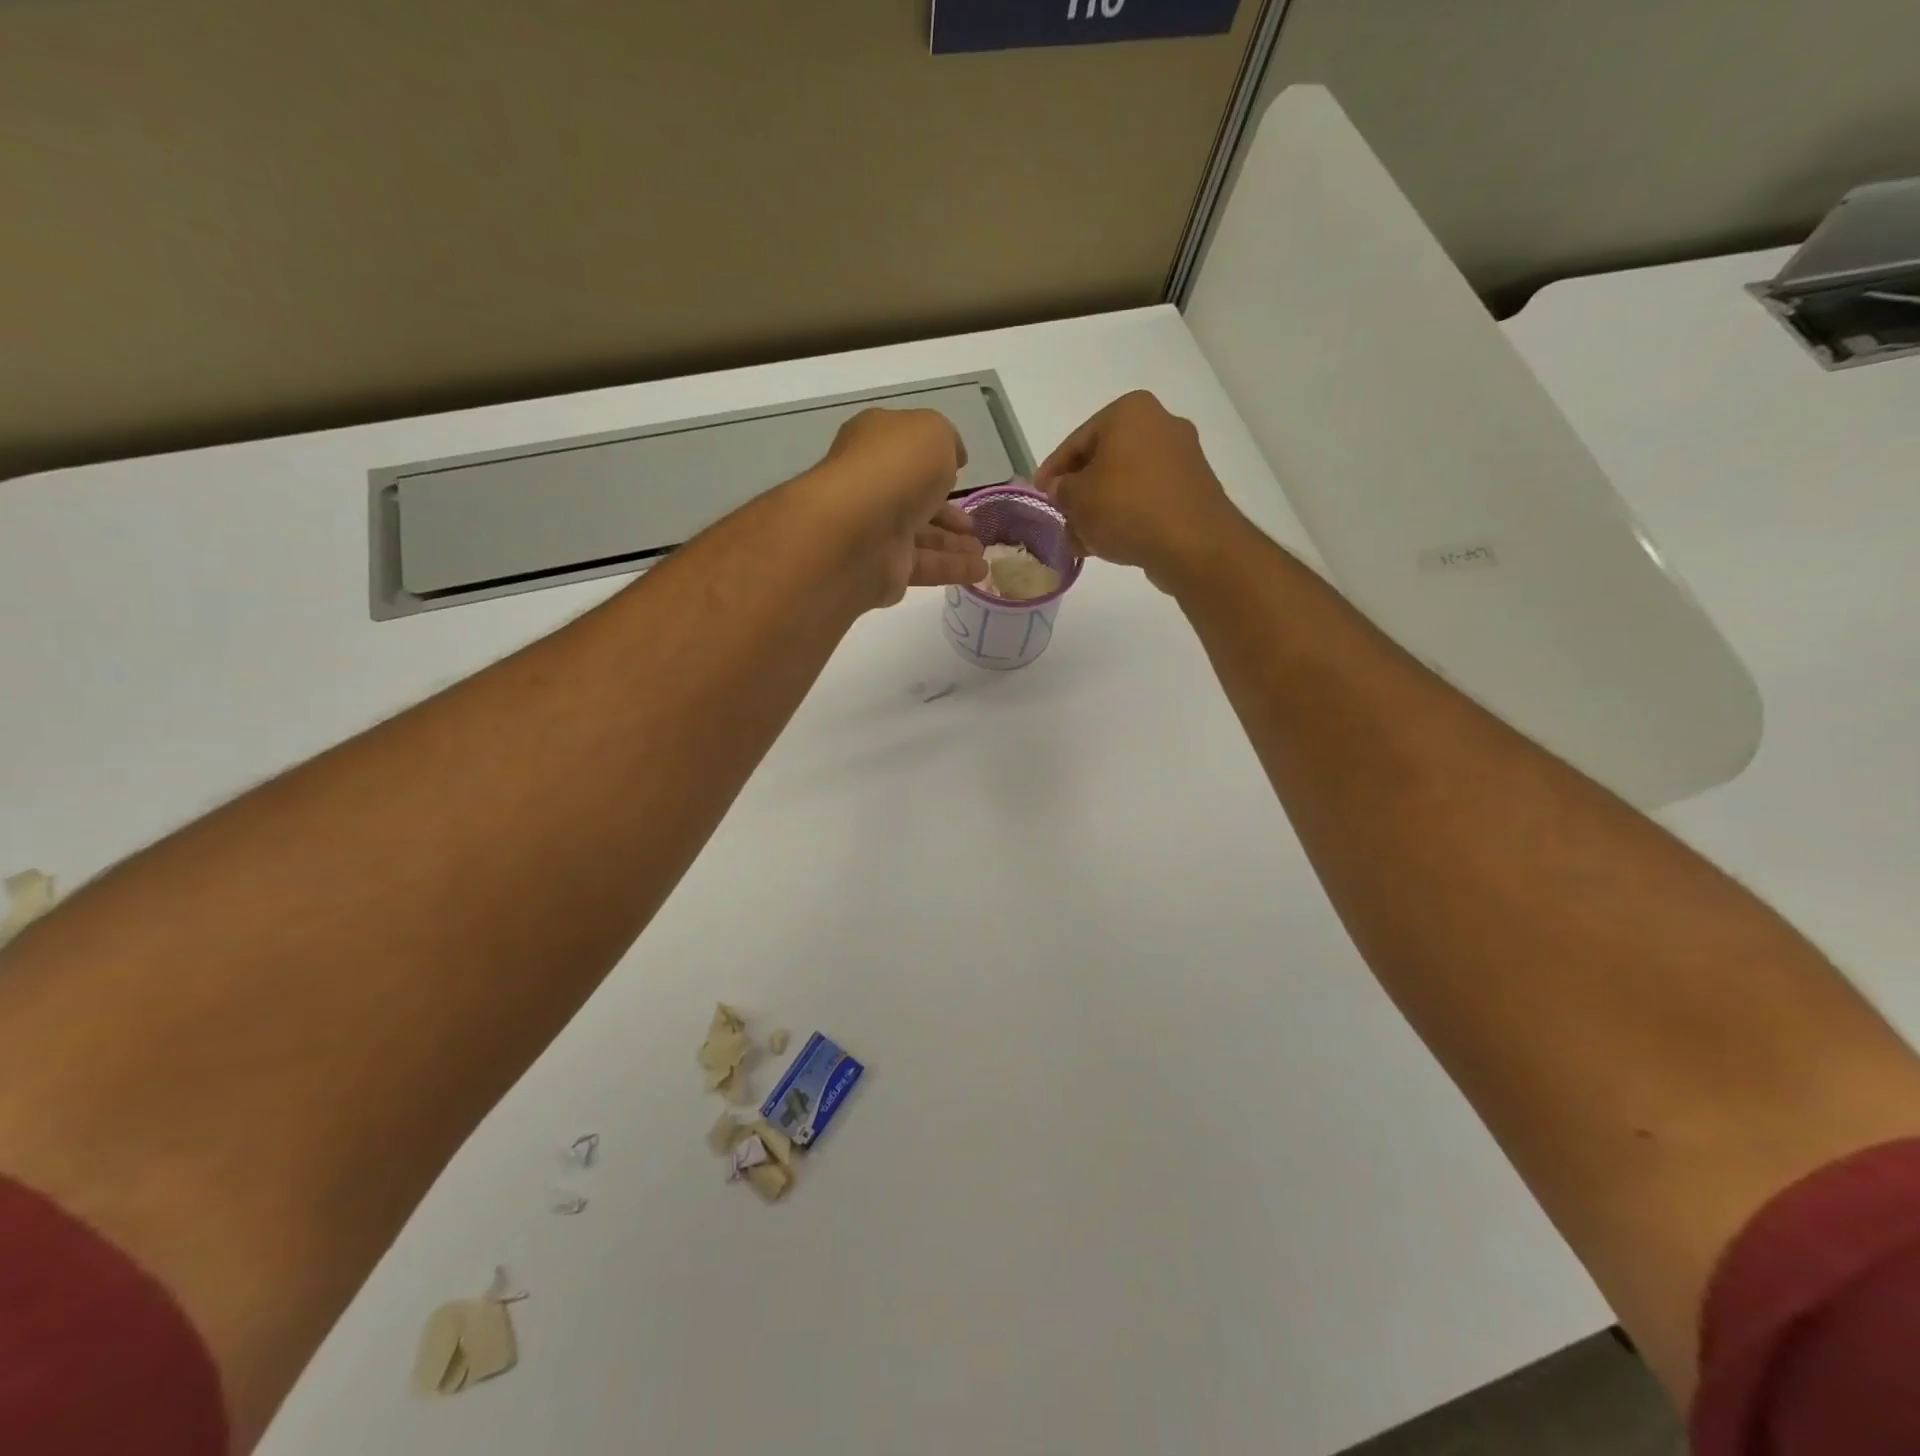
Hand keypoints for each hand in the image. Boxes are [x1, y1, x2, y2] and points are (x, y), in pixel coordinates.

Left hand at [807, 407, 986, 607]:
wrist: (858, 531)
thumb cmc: (895, 468)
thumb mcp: (931, 432)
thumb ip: (946, 440)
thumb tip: (954, 457)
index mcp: (875, 445)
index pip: (905, 449)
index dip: (933, 457)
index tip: (961, 468)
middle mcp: (872, 487)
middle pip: (914, 498)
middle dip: (945, 511)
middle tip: (971, 522)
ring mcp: (875, 530)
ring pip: (921, 535)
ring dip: (953, 542)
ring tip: (982, 549)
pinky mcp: (884, 569)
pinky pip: (925, 566)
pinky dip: (953, 568)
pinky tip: (980, 571)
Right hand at [1035, 391, 1240, 592]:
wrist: (1193, 543)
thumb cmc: (1127, 508)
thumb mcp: (1077, 498)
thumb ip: (1061, 490)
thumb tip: (1062, 490)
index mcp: (1130, 412)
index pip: (1077, 441)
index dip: (1052, 471)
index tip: (1038, 495)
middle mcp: (1160, 424)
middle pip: (1103, 460)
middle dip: (1079, 492)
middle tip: (1061, 518)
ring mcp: (1181, 457)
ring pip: (1124, 482)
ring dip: (1100, 509)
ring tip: (1080, 540)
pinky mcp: (1192, 488)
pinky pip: (1147, 498)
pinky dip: (1125, 516)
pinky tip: (1107, 543)